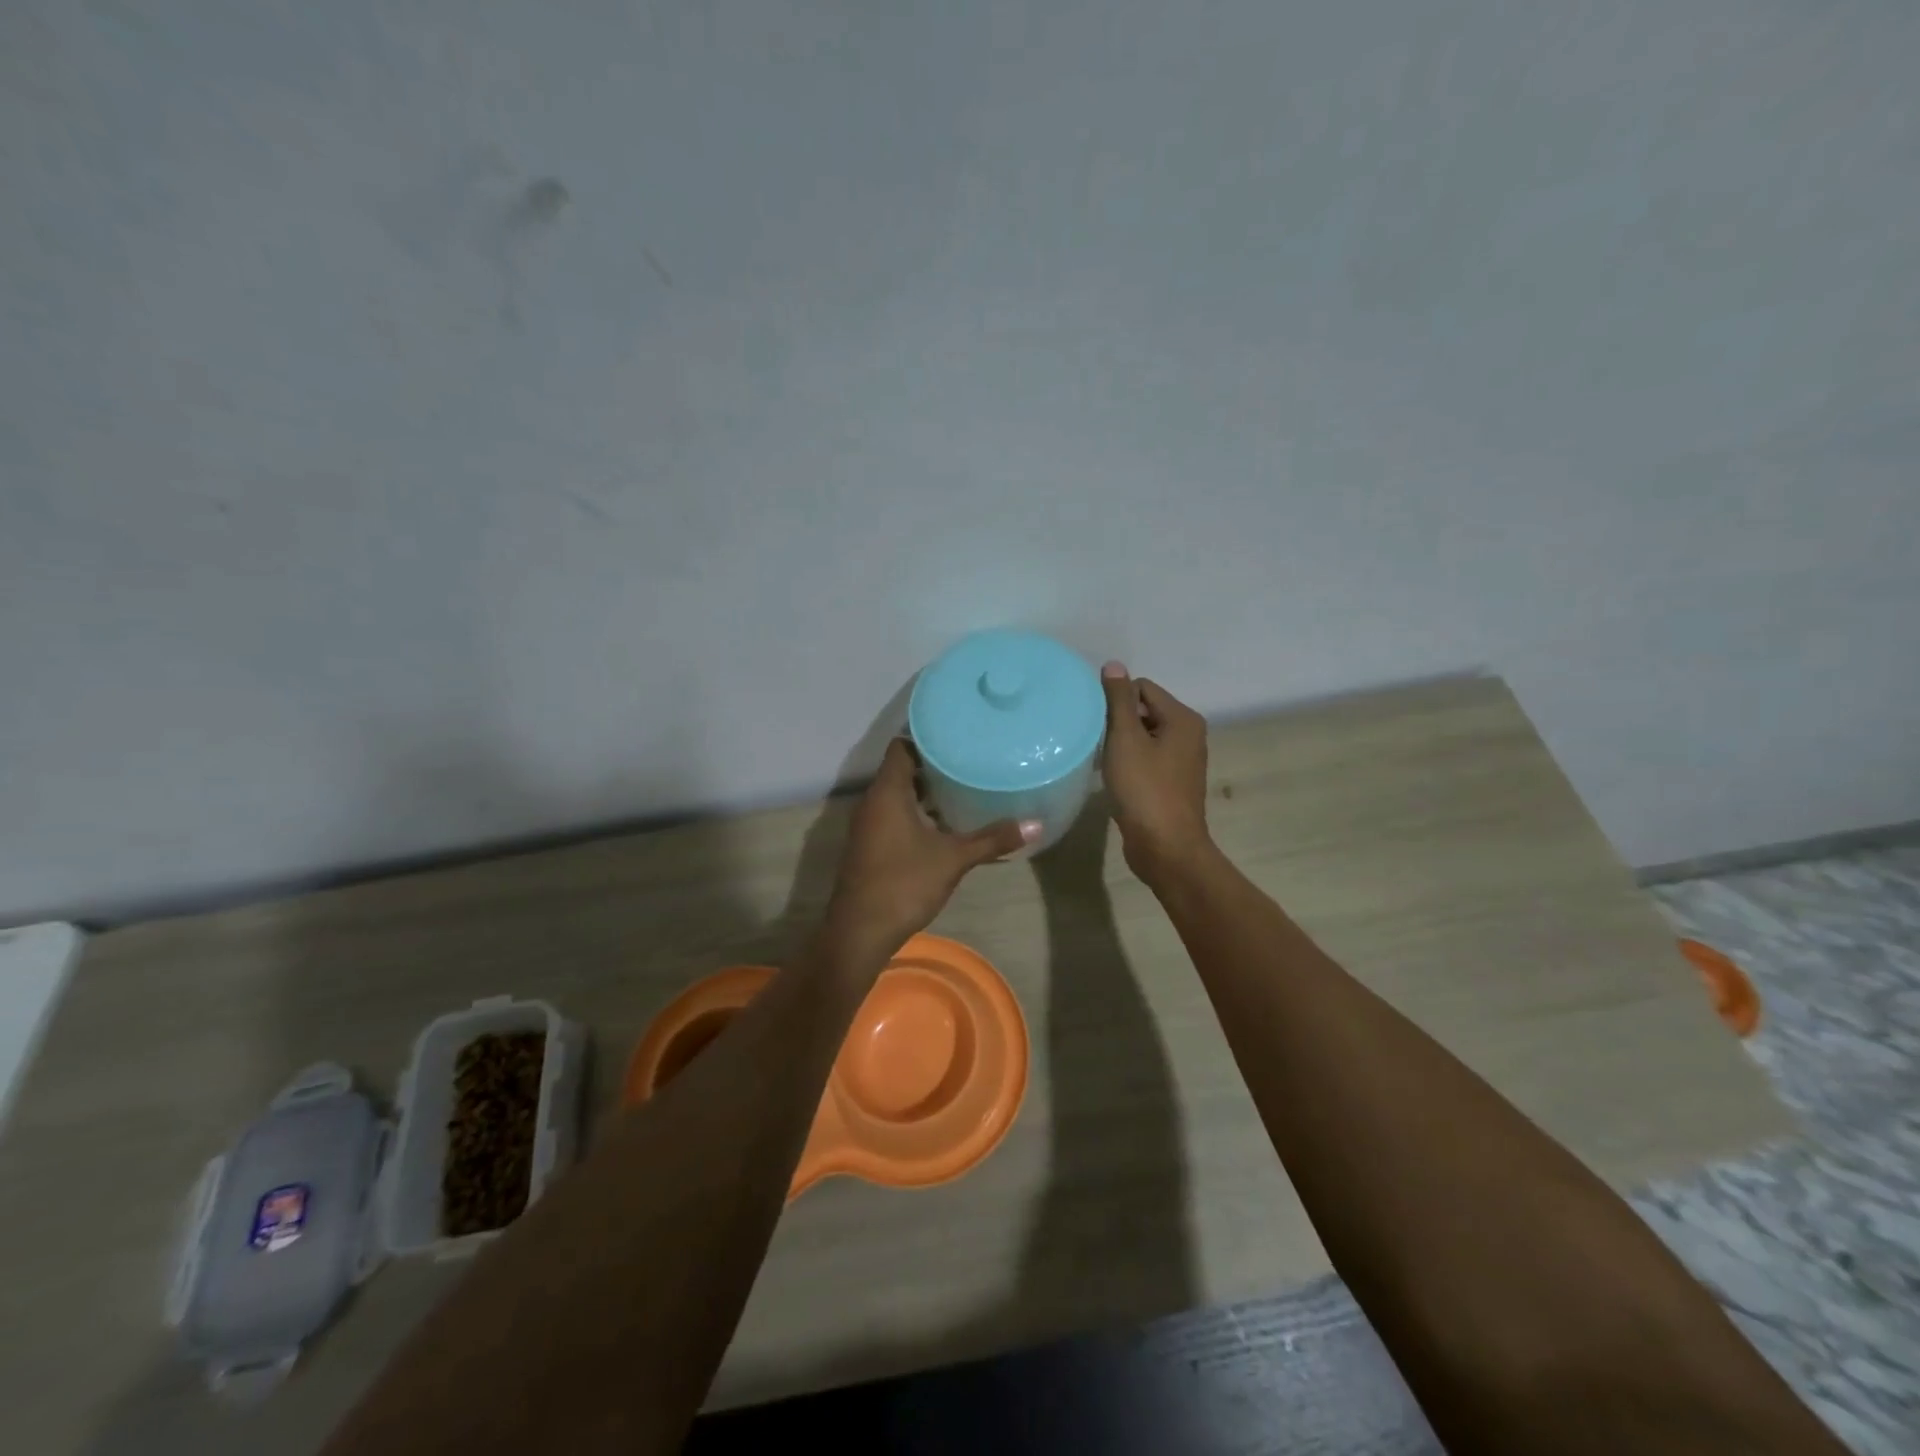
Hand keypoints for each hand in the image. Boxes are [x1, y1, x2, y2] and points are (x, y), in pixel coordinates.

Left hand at [825, 739, 1036, 955]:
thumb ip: (992, 839)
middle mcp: (873, 802)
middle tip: (969, 762)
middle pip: (901, 770)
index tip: (956, 737)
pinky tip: (945, 826)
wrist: (860, 932)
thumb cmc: (904, 884)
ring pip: (898, 796)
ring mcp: (868, 826)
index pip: (902, 746)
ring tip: (963, 789)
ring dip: (925, 793)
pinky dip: (916, 814)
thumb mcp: (954, 859)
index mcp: (887, 793)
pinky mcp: (870, 846)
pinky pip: (894, 817)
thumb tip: (1037, 824)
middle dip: (933, 766)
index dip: (926, 738)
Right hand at [1099, 661, 1212, 883]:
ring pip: (1143, 737)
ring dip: (1121, 745)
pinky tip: (1113, 778)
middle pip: (1143, 711)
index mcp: (1182, 719)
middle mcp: (1188, 735)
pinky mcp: (1171, 783)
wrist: (1166, 848)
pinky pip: (1146, 760)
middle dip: (1117, 722)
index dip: (1115, 701)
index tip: (1096, 723)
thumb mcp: (1126, 739)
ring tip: (1102, 760)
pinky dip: (1129, 764)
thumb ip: (1118, 700)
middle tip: (1096, 742)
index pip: (1141, 688)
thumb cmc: (1145, 789)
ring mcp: (1182, 761)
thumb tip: (1114, 665)